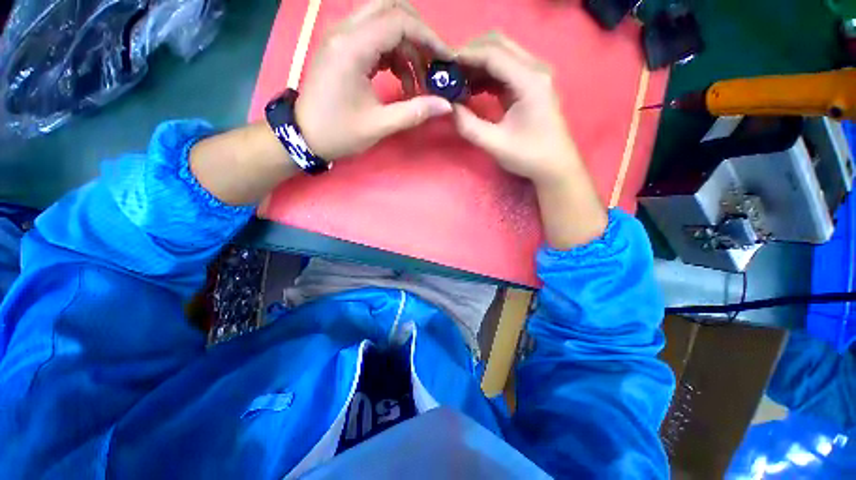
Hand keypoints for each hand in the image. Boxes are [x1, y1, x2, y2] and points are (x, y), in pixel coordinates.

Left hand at [295, 0, 453, 159]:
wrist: (304, 136)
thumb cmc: (339, 132)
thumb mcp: (379, 125)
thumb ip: (413, 112)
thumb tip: (445, 105)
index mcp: (352, 48)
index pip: (398, 21)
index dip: (428, 37)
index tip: (445, 60)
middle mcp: (344, 31)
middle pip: (390, 8)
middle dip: (417, 34)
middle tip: (431, 63)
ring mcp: (340, 37)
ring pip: (382, 21)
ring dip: (405, 46)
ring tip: (416, 81)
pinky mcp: (341, 47)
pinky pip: (373, 36)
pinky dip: (392, 53)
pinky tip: (400, 78)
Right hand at [452, 32, 579, 186]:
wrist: (554, 165)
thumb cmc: (528, 156)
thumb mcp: (494, 144)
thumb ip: (468, 125)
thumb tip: (448, 107)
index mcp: (530, 81)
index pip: (494, 55)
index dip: (466, 56)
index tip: (443, 66)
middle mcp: (535, 70)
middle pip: (499, 45)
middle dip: (471, 55)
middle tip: (449, 72)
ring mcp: (534, 75)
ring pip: (501, 55)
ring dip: (477, 65)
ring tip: (456, 82)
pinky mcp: (529, 85)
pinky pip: (504, 70)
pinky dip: (486, 75)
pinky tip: (471, 89)